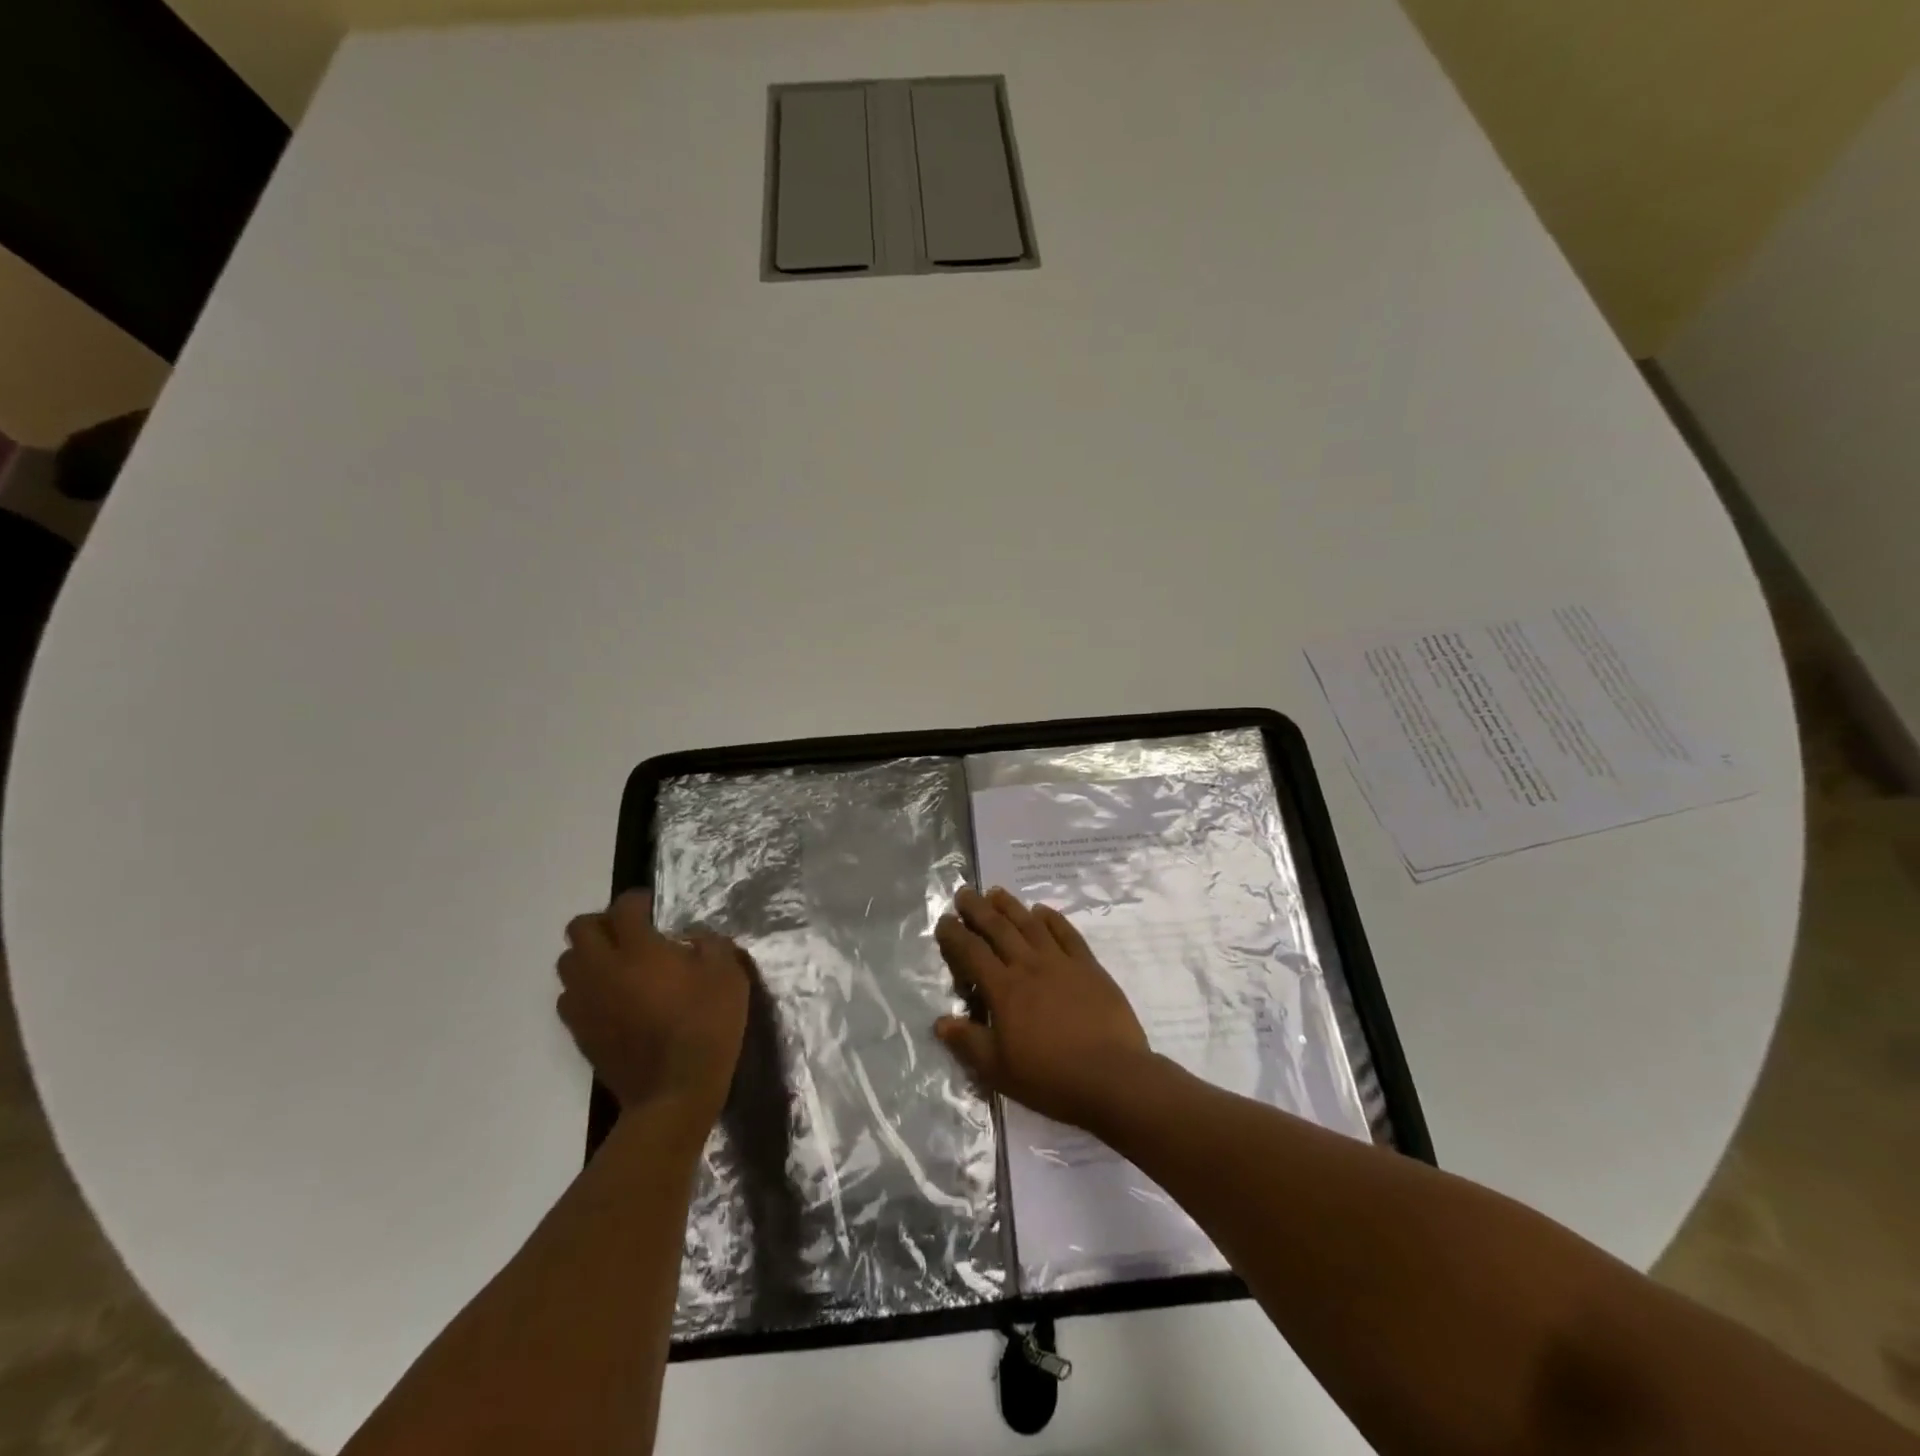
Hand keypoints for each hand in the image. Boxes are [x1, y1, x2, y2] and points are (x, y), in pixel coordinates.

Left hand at [557, 890, 749, 1126]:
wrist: (675, 1092)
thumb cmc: (707, 1025)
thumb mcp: (728, 974)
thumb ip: (711, 943)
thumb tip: (692, 937)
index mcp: (638, 949)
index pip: (623, 907)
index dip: (638, 900)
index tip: (654, 907)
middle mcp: (603, 969)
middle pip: (580, 929)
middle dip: (604, 922)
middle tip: (631, 933)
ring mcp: (586, 1002)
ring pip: (568, 962)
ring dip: (589, 956)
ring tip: (618, 965)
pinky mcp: (579, 1032)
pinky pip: (569, 998)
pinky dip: (586, 989)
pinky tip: (612, 999)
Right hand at [934, 886, 1153, 1130]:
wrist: (1112, 1077)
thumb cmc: (1050, 1077)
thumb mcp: (999, 1070)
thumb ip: (968, 1042)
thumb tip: (941, 1021)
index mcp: (1004, 990)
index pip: (972, 953)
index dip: (955, 935)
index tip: (944, 921)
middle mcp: (1029, 966)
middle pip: (998, 929)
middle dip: (978, 909)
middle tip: (964, 893)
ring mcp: (1061, 962)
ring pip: (1030, 924)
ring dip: (1010, 906)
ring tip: (996, 892)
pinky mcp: (1089, 967)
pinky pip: (1067, 933)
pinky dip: (1052, 918)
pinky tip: (1042, 911)